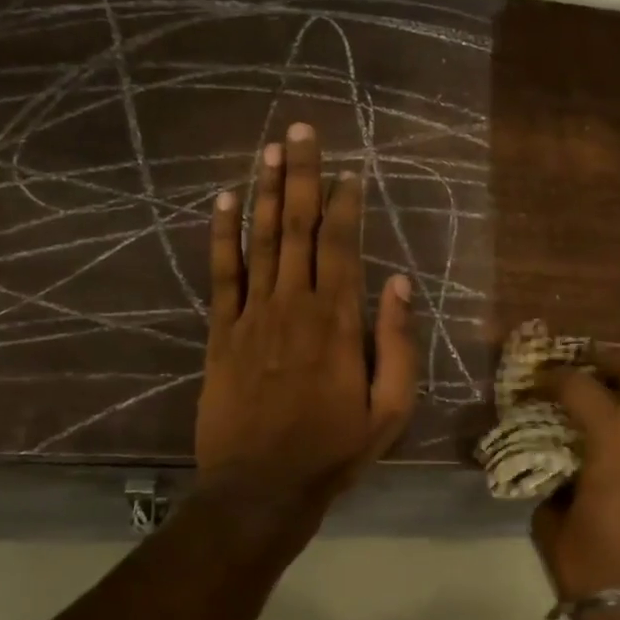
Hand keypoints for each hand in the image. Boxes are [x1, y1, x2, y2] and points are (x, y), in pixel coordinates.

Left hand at [196, 123, 417, 519]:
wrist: (261, 488)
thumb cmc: (334, 450)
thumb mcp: (390, 408)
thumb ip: (397, 343)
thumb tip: (399, 283)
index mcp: (338, 322)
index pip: (342, 246)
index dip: (344, 204)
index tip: (348, 171)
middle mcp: (293, 305)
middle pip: (298, 228)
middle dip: (302, 176)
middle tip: (302, 131)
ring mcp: (252, 316)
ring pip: (260, 241)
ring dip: (265, 191)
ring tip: (270, 148)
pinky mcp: (221, 333)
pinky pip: (221, 275)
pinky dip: (222, 236)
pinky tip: (224, 200)